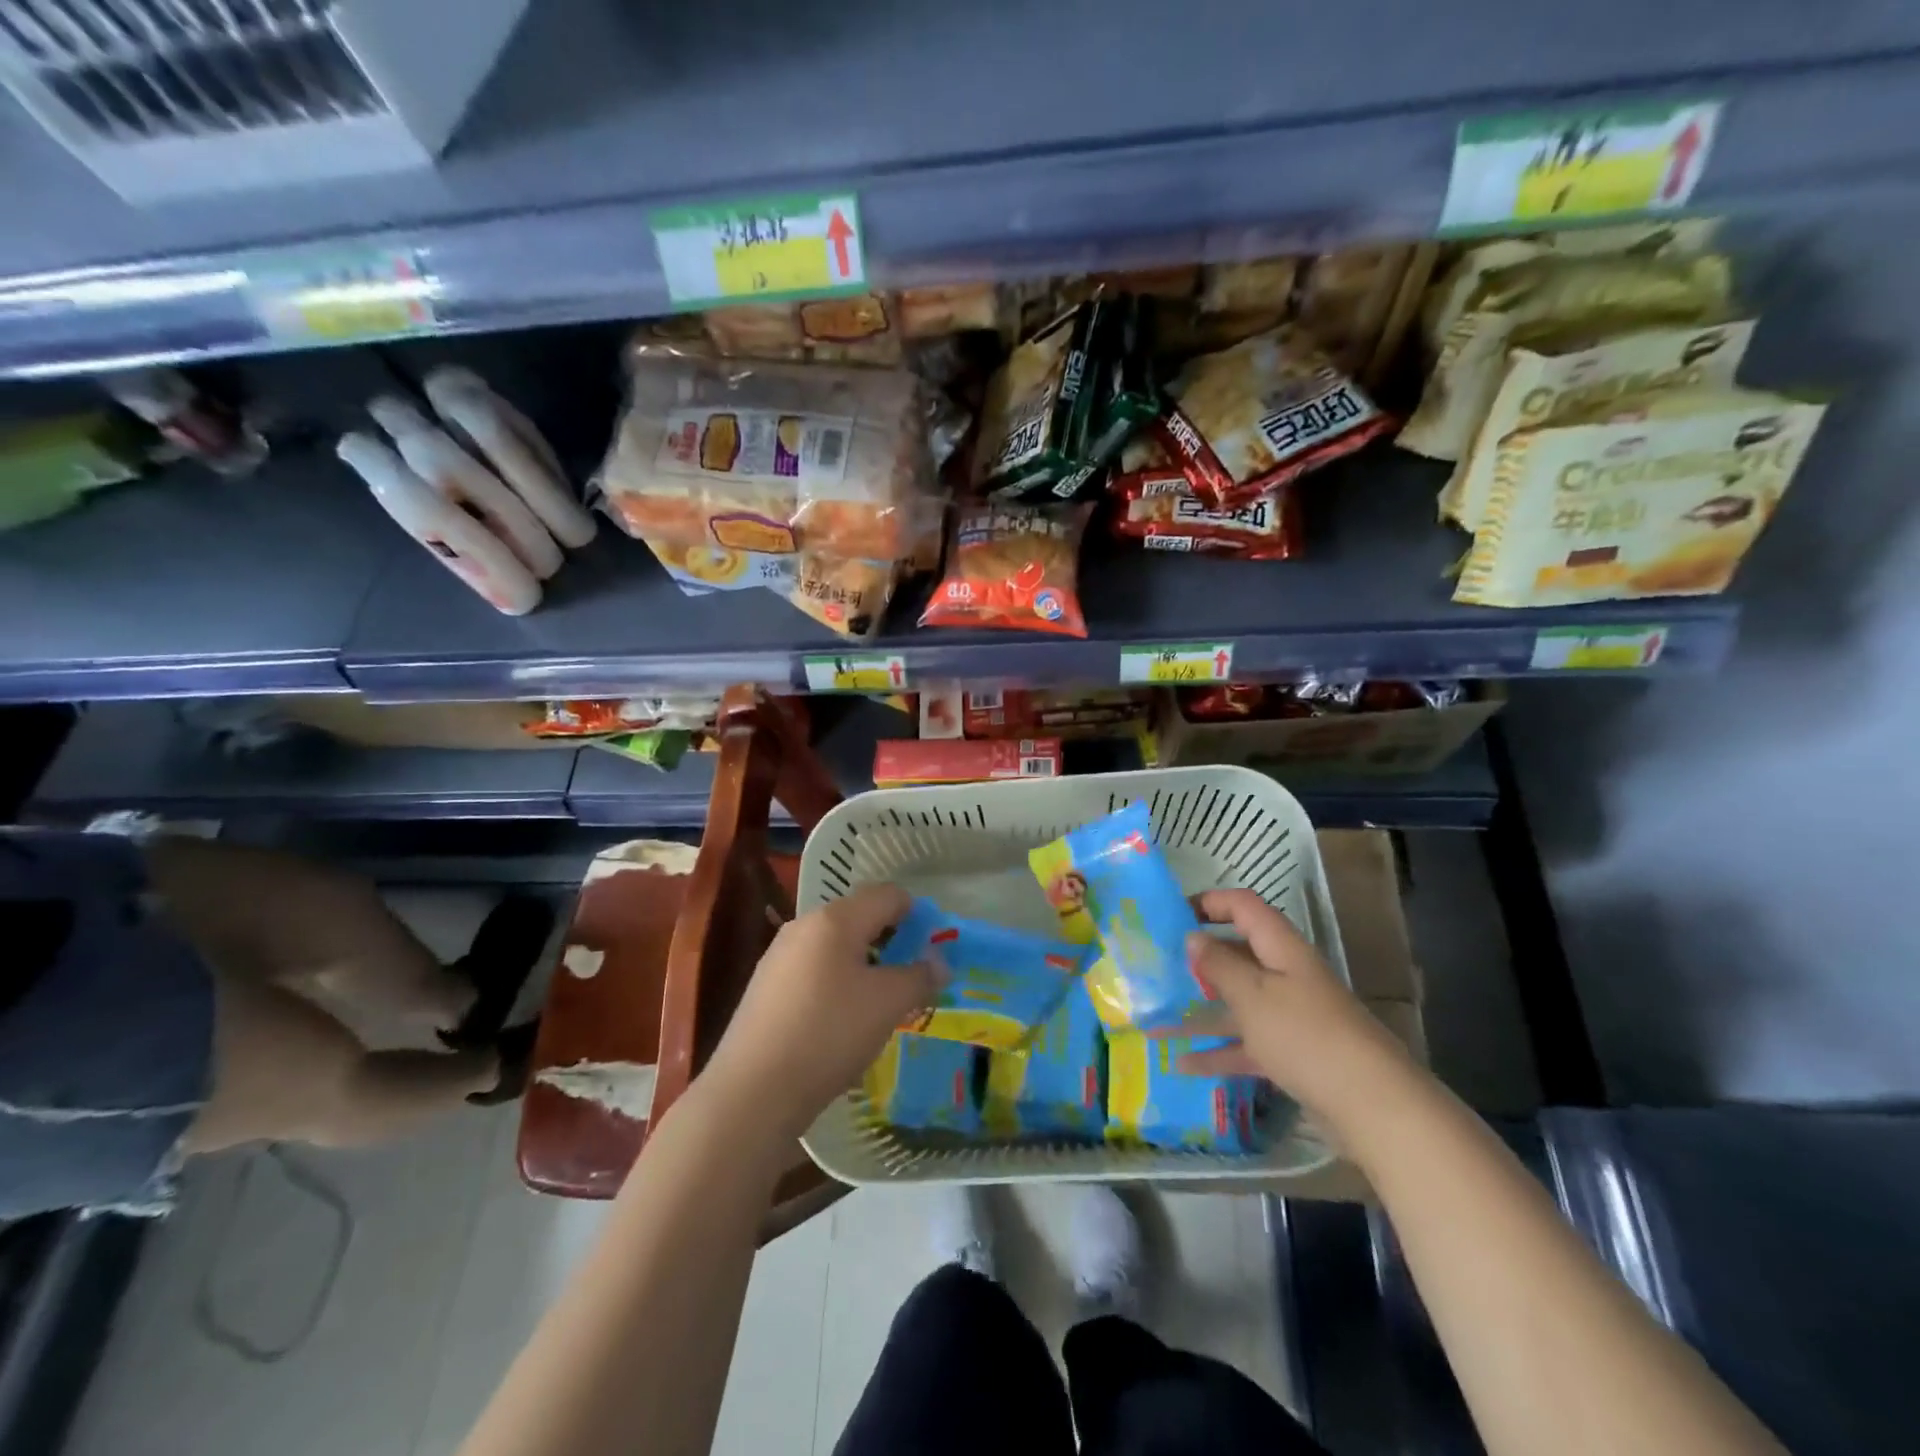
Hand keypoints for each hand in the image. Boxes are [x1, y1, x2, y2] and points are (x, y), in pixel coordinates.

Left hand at [699, 884, 940, 1145]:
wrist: (753, 1091)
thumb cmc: (829, 1034)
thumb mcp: (888, 1005)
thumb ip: (919, 977)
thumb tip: (939, 963)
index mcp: (835, 919)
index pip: (887, 894)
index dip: (916, 913)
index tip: (933, 946)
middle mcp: (804, 926)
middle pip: (858, 916)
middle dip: (890, 939)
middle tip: (911, 975)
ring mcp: (779, 956)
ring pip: (834, 945)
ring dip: (863, 962)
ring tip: (880, 1000)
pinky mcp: (765, 987)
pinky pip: (813, 969)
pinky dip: (837, 981)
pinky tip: (842, 1019)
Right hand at [1174, 889, 1417, 1133]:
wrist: (1373, 1106)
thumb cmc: (1305, 1035)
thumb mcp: (1252, 995)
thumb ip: (1219, 964)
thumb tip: (1193, 937)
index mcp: (1281, 948)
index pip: (1244, 907)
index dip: (1209, 902)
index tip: (1171, 914)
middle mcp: (1286, 974)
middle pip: (1238, 954)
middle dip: (1198, 958)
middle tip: (1157, 965)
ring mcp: (1290, 1015)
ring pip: (1237, 1001)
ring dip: (1199, 1009)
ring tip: (1156, 1017)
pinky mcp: (1292, 1052)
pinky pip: (1246, 1042)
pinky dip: (1217, 1051)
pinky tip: (1181, 1064)